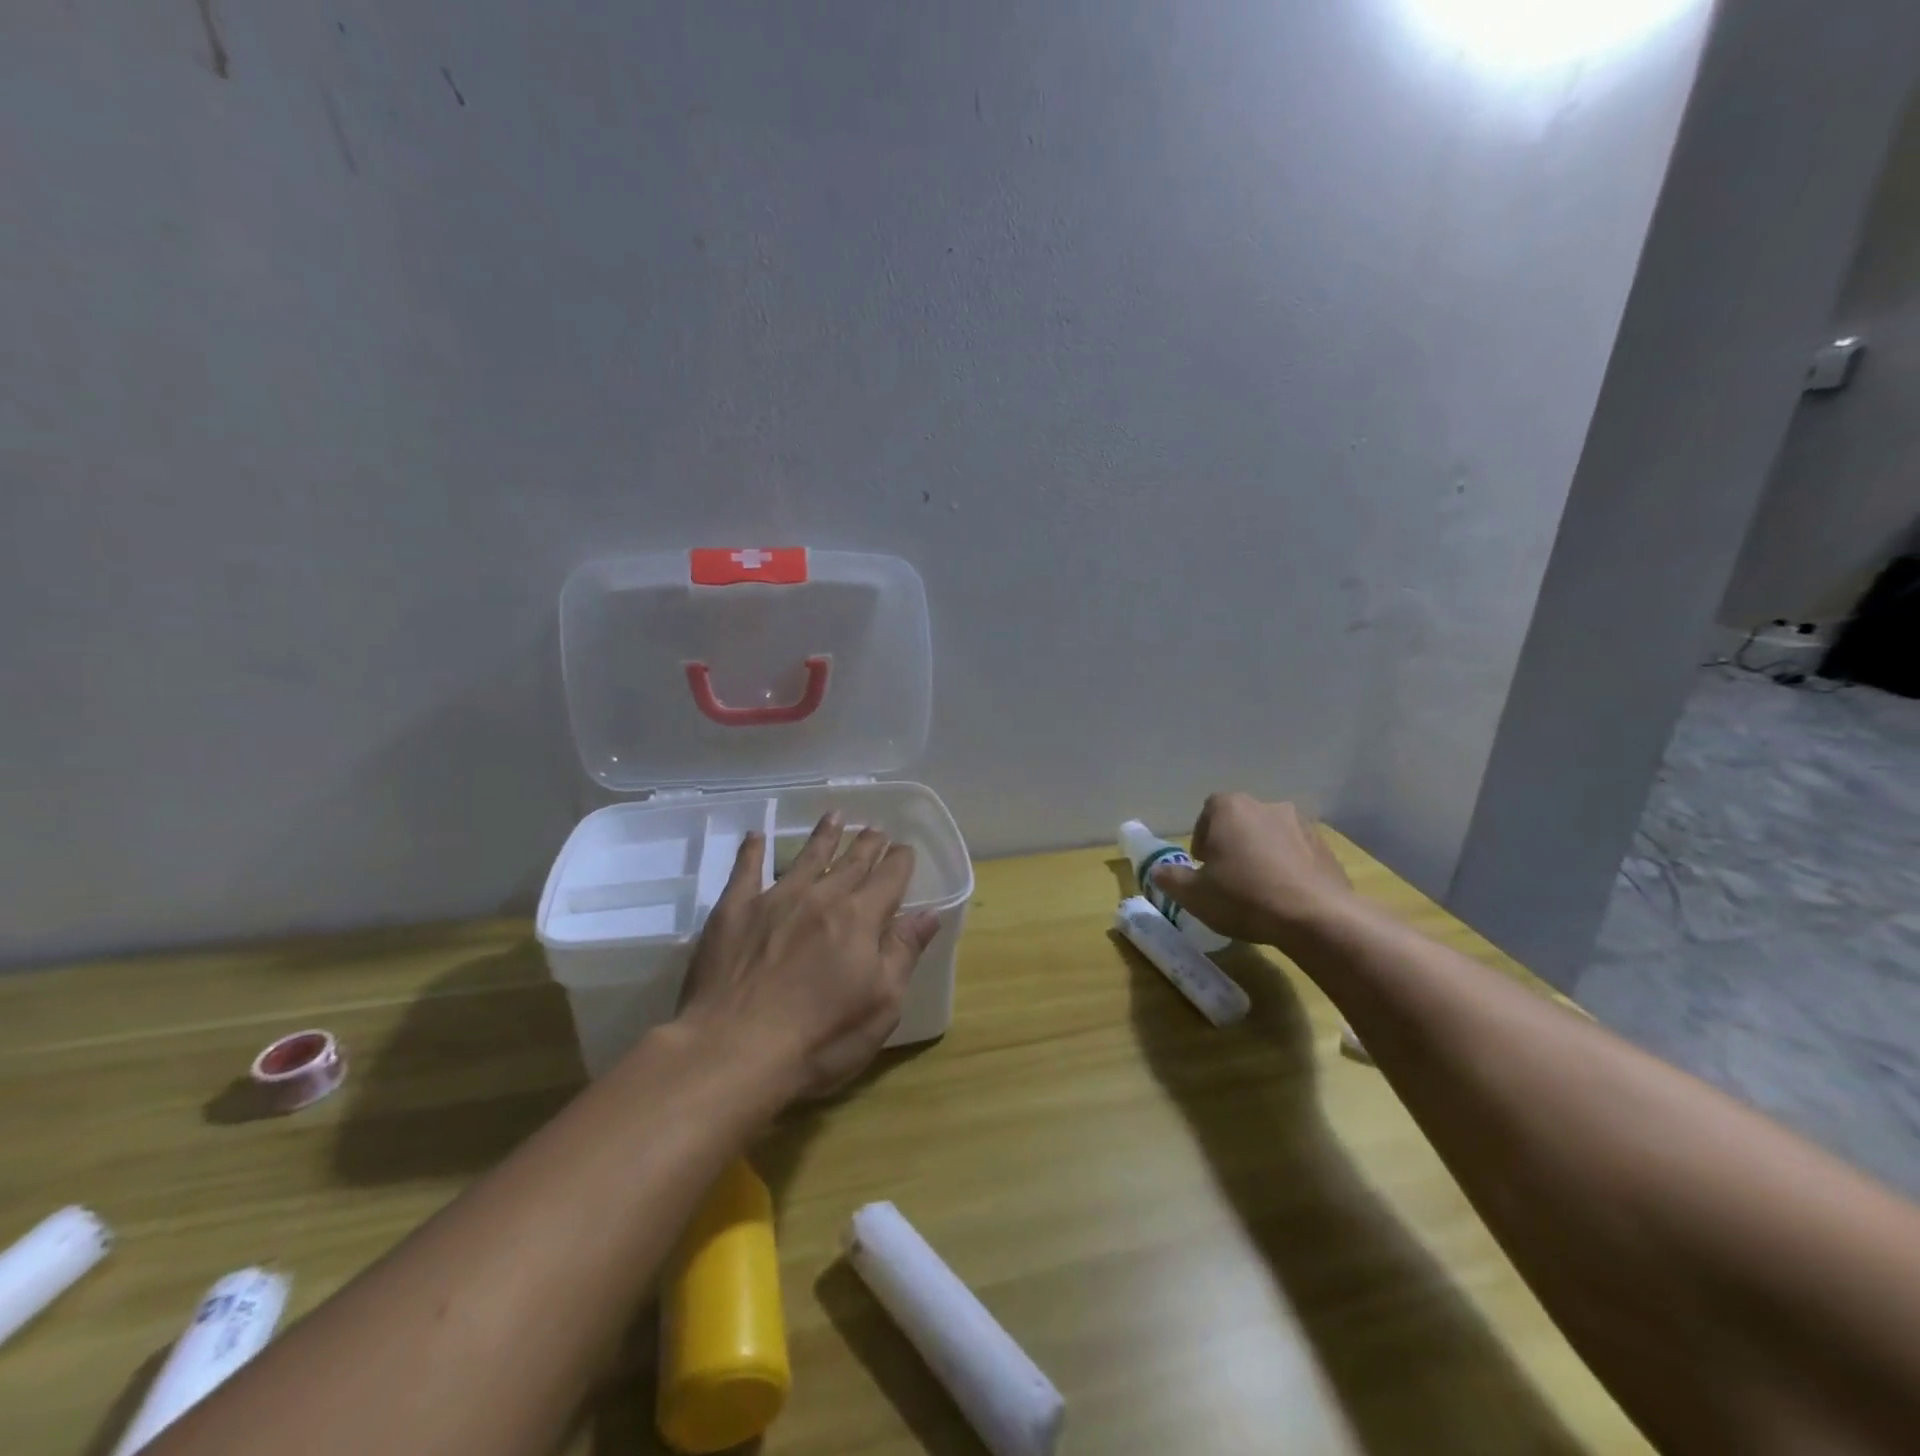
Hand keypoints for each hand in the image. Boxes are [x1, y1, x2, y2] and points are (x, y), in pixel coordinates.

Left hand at [677, 813, 940, 1101]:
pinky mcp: (734, 911)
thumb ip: (903, 952)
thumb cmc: (820, 1038)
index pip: (889, 878)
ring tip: (834, 816)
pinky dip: (752, 850)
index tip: (905, 849)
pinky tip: (756, 836)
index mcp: (860, 918)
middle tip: (875, 829)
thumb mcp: (881, 1004)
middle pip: (851, 863)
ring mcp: (774, 899)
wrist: (733, 1049)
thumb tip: (929, 913)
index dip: (900, 862)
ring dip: (823, 836)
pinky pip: (746, 870)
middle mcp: (820, 897)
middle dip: (867, 845)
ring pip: (806, 857)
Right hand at [1150, 793, 1353, 950]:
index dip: (1202, 838)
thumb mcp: (1194, 895)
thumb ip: (1171, 879)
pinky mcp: (1326, 847)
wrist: (1316, 917)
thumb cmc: (1244, 897)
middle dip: (1232, 844)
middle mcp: (1266, 806)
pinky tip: (1285, 897)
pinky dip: (1288, 868)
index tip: (1203, 866)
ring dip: (1262, 855)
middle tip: (1227, 877)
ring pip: (1270, 836)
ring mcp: (1301, 824)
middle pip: (1240, 821)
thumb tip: (1157, 871)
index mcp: (1230, 808)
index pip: (1208, 811)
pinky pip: (1297, 853)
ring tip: (1259, 889)